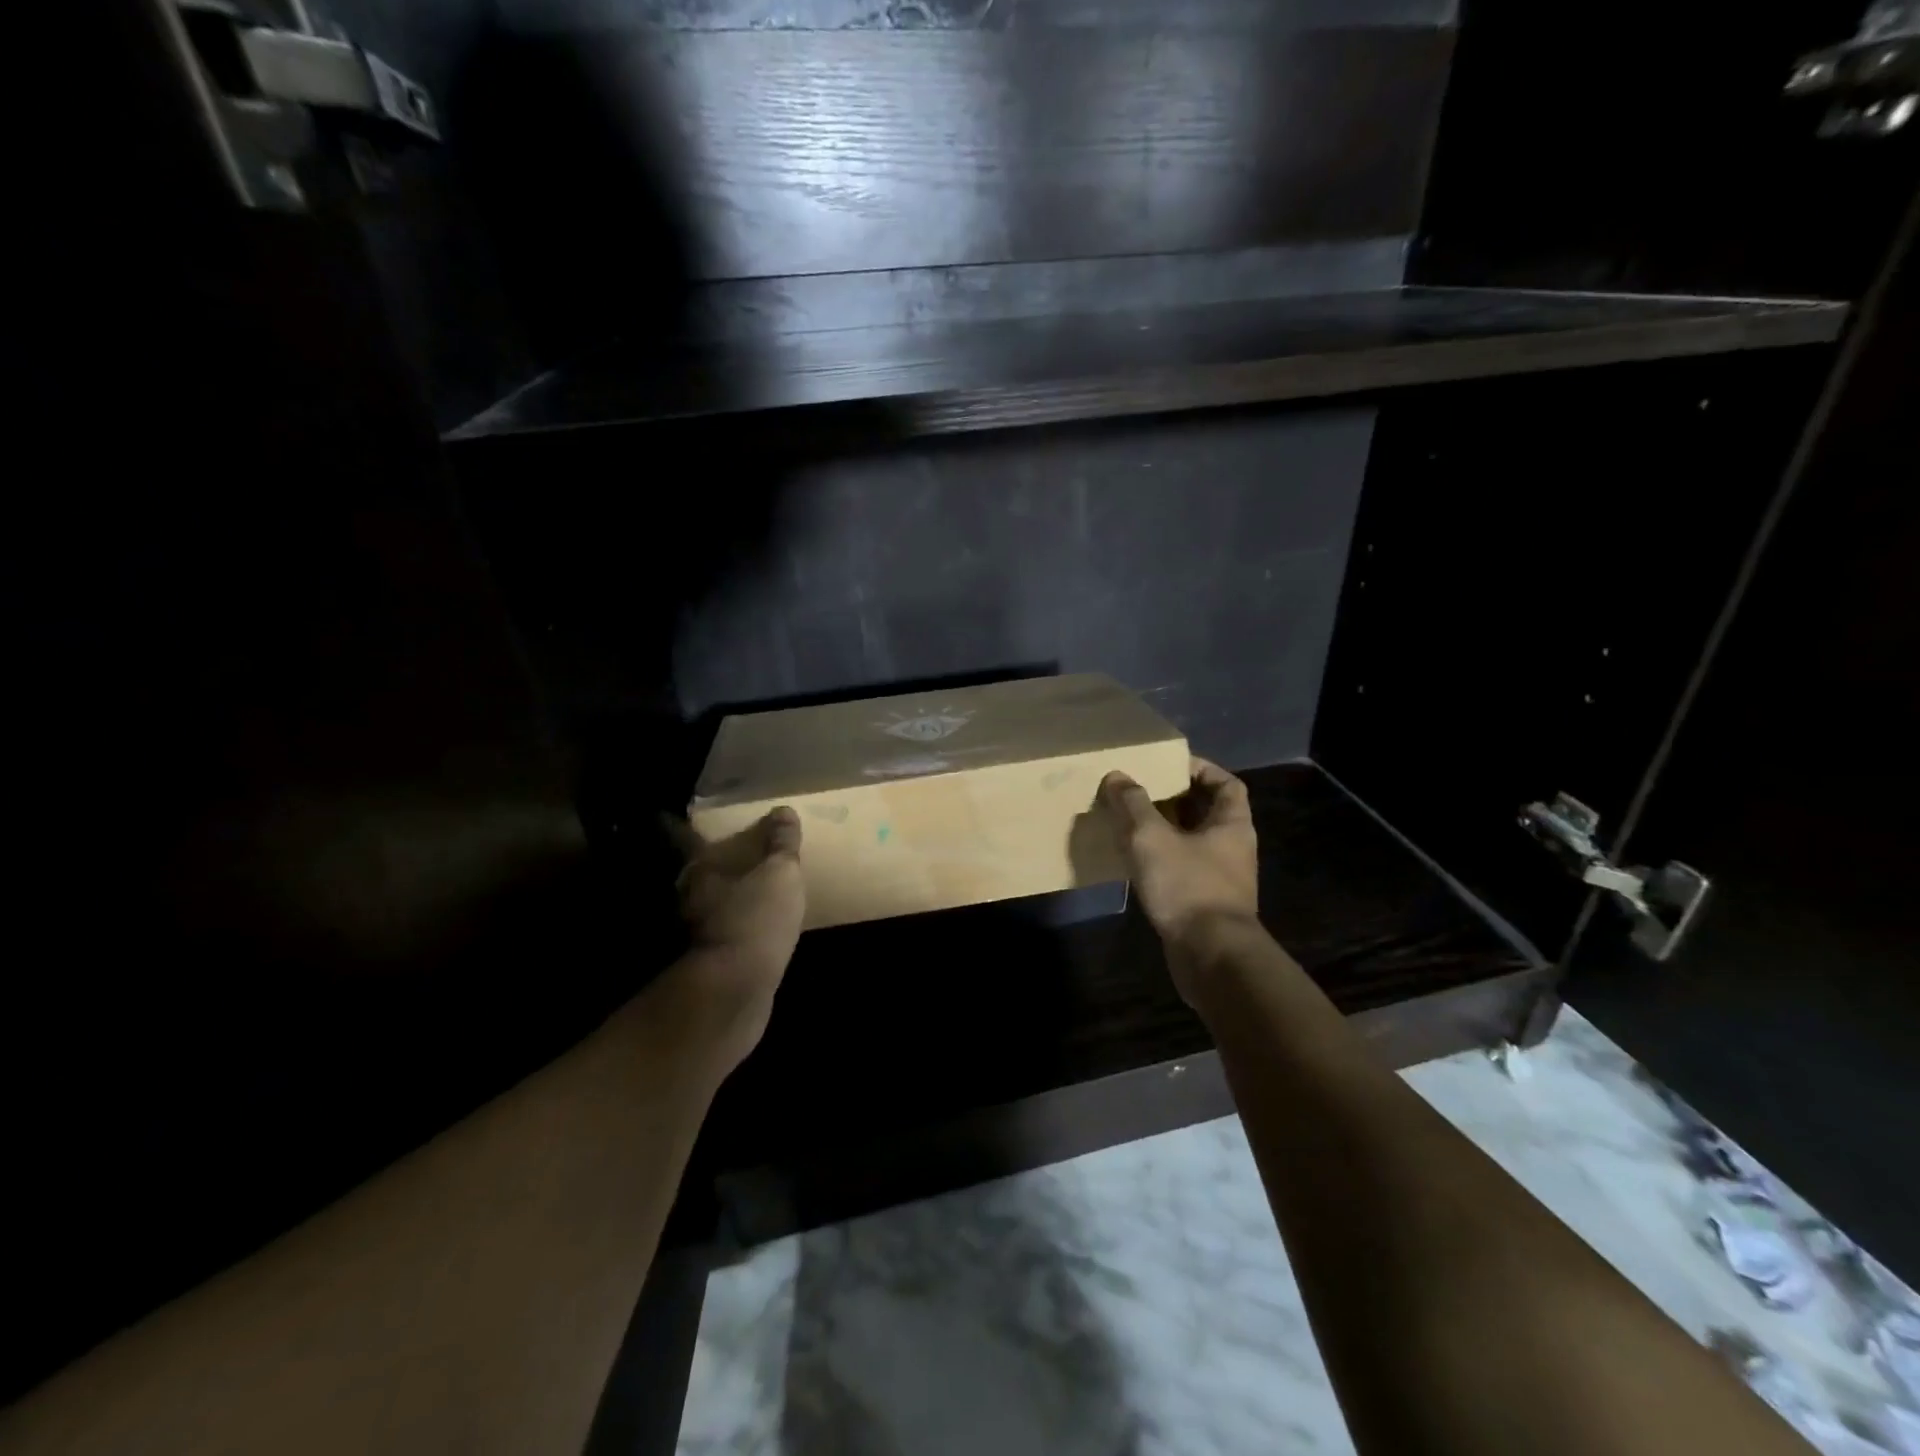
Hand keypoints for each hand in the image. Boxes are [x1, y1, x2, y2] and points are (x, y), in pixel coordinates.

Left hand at [669, 807, 806, 1063]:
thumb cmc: (755, 918)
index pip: (685, 837)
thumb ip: (782, 844)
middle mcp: (690, 896)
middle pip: (699, 872)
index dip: (682, 825)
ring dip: (727, 895)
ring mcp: (697, 931)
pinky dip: (738, 923)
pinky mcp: (712, 960)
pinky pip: (726, 930)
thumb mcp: (780, 873)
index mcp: (700, 870)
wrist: (736, 992)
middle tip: (736, 851)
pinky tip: (757, 924)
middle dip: (713, 863)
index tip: (681, 814)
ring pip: (711, 902)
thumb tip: (783, 811)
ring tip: (752, 887)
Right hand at [1101, 759, 1258, 994]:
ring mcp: (1220, 879)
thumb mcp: (1151, 837)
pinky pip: (1182, 870)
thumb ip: (1132, 804)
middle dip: (1174, 799)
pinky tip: (1134, 861)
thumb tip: (1116, 777)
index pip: (1226, 784)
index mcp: (1232, 825)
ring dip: (1164, 831)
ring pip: (1191, 843)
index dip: (1201, 769)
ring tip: (1129, 822)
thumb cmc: (1187, 886)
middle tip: (1139, 790)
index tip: (1170, 765)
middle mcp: (1232, 848)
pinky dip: (1161, 860)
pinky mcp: (1203, 904)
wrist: (1210, 956)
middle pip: (1206, 812)